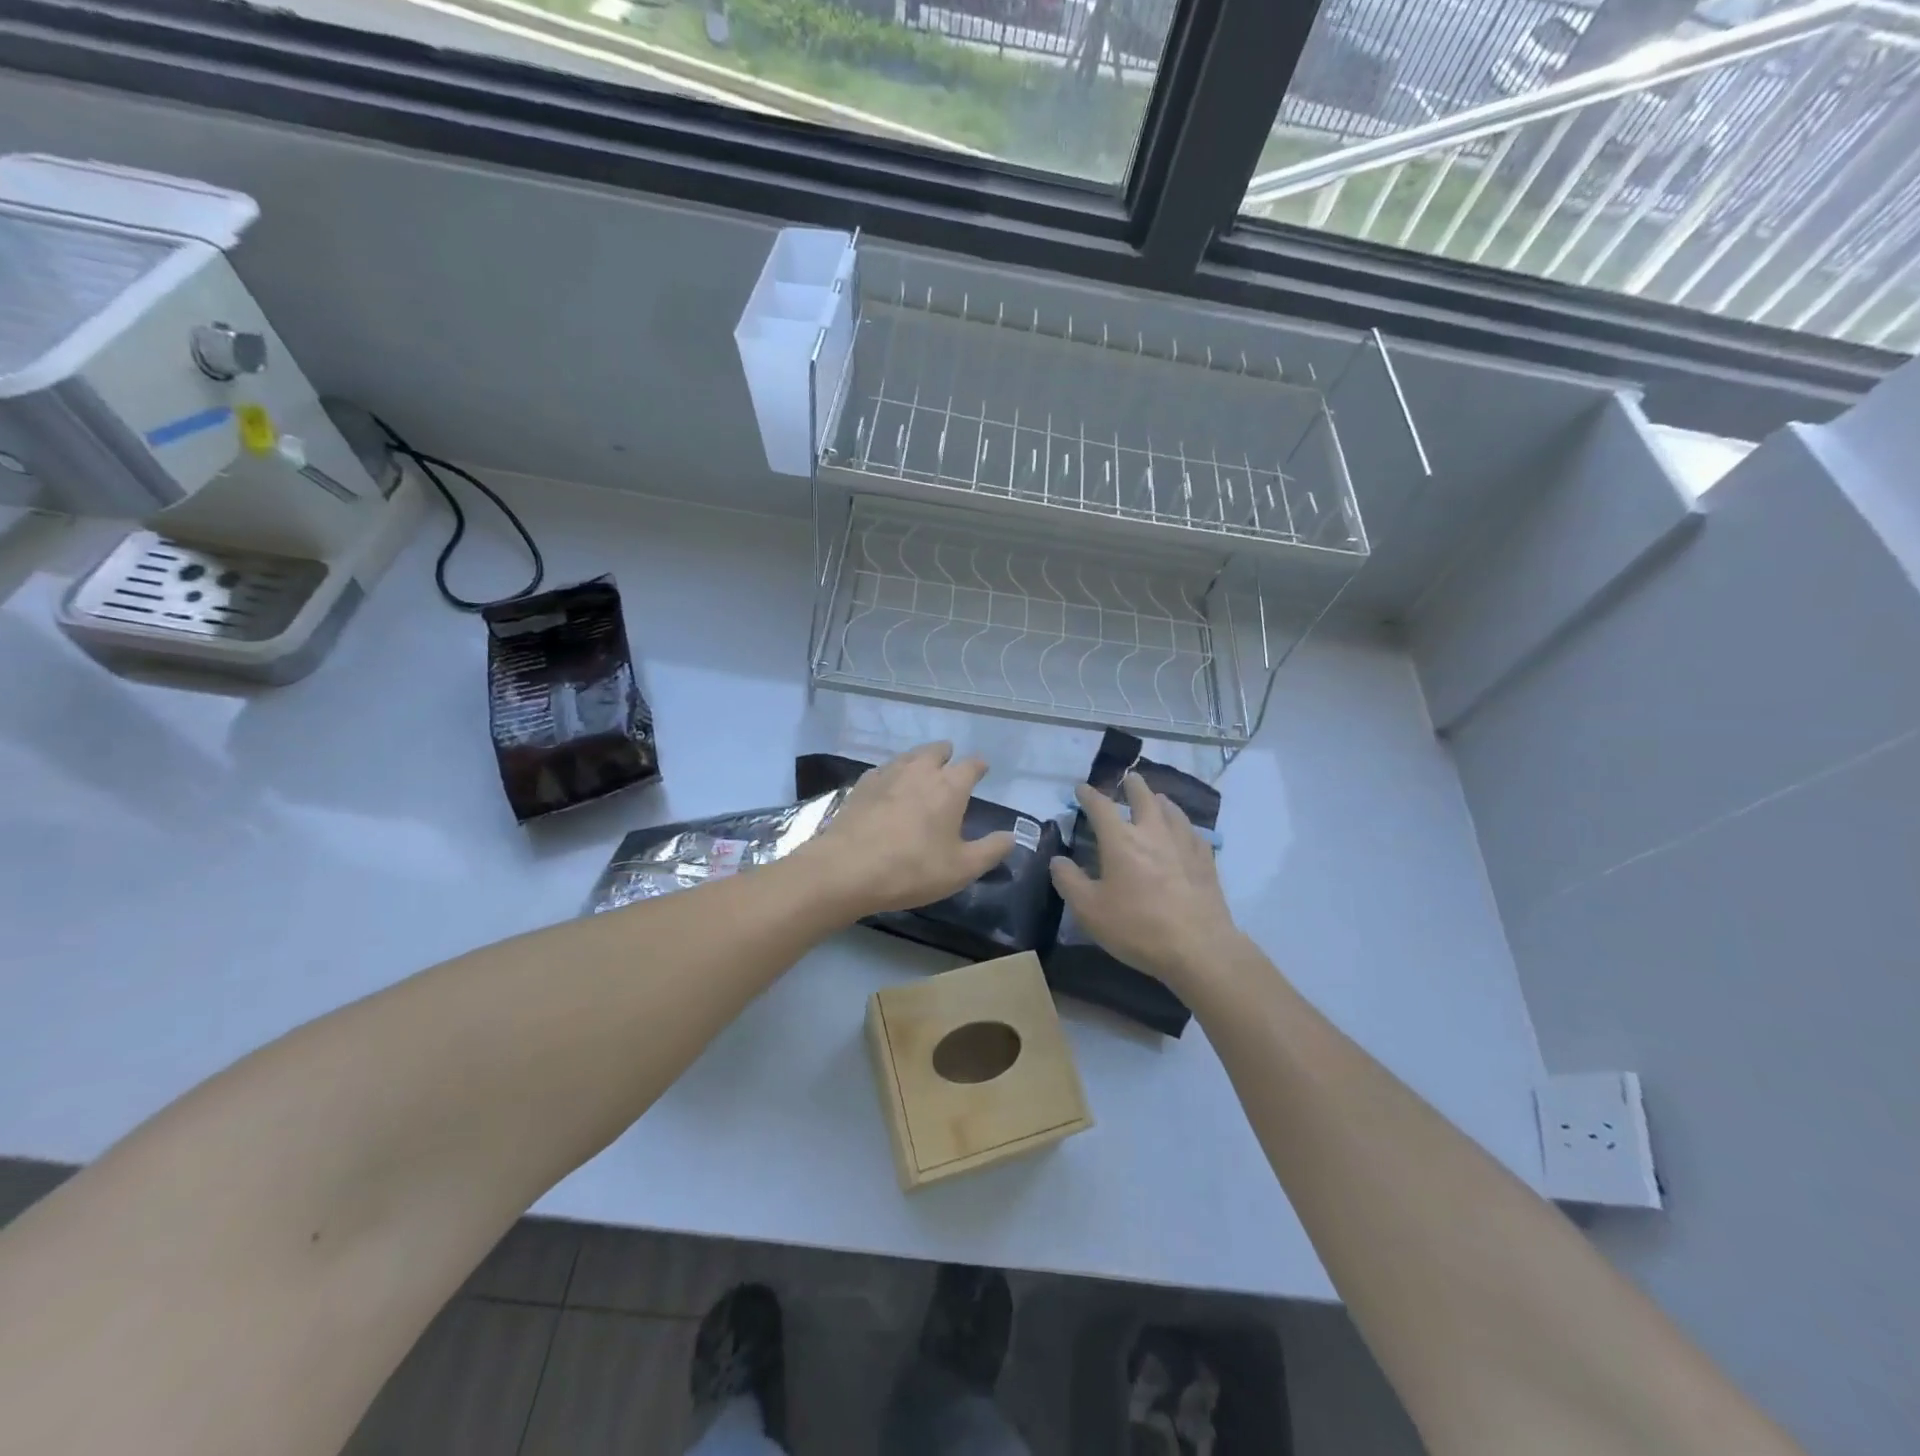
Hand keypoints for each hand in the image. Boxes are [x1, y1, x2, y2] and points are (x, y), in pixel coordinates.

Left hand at [804, 742, 1015, 916]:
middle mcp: (920, 770)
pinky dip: (893, 774)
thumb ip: (991, 850)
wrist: (846, 869)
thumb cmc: (912, 869)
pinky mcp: (862, 785)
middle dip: (947, 755)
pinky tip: (889, 787)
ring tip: (922, 772)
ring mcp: (887, 774)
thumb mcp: (961, 869)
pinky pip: (884, 770)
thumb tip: (1012, 837)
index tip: (982, 770)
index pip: (971, 765)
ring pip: (909, 756)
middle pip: (937, 750)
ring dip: (919, 760)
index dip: (979, 766)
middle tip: (950, 766)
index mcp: (950, 786)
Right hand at [1049, 774, 1239, 993]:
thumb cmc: (1137, 926)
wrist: (1198, 947)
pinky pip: (1193, 832)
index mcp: (1120, 840)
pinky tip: (1184, 832)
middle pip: (1144, 797)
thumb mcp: (1089, 910)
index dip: (1089, 795)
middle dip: (1133, 786)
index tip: (1081, 788)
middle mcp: (1152, 832)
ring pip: (1172, 810)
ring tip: (1157, 798)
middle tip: (1129, 779)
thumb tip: (1057, 860)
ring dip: (1161, 800)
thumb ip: (1069, 881)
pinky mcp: (1205, 860)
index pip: (1101, 807)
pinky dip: (1183, 825)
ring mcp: (1183, 843)